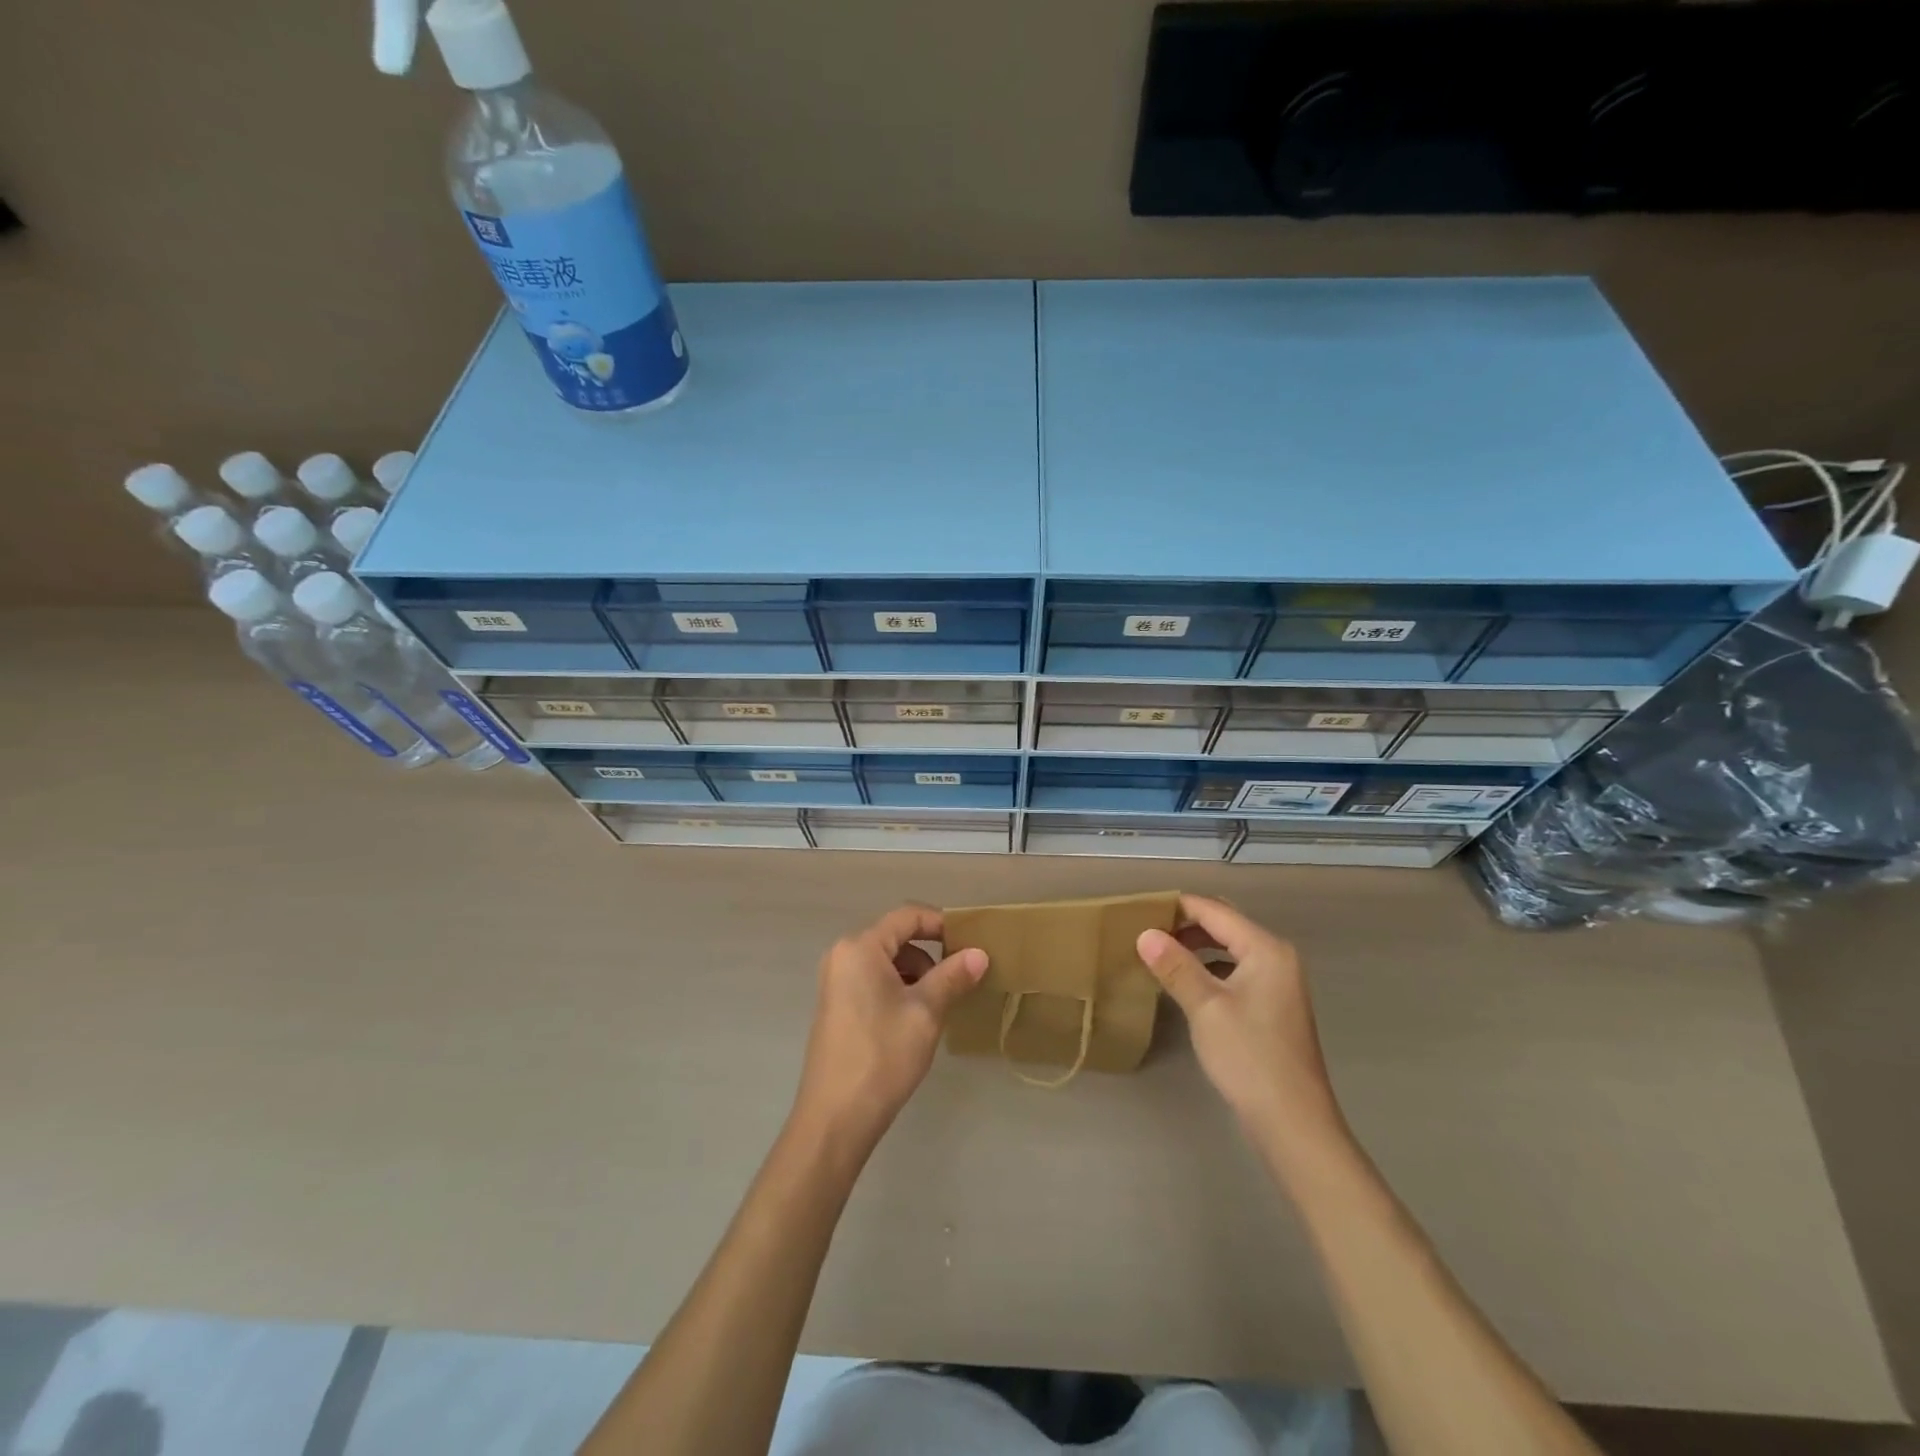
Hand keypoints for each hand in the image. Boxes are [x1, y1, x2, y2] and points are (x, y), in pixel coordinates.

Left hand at [790, 905, 987, 1154]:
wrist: (835, 1118)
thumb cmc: (882, 1055)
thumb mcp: (926, 1012)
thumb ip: (953, 976)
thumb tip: (980, 954)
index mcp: (860, 947)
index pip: (907, 916)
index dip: (941, 923)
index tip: (971, 942)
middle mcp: (842, 955)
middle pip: (896, 937)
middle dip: (931, 953)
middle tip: (961, 976)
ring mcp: (835, 982)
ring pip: (886, 961)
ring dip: (916, 974)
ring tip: (940, 1004)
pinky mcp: (836, 1006)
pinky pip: (873, 981)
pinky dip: (898, 988)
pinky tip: (915, 1019)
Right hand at [1138, 894, 1347, 1162]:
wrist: (1293, 1123)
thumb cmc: (1250, 1057)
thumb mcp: (1205, 1007)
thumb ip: (1175, 966)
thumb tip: (1145, 934)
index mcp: (1266, 949)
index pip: (1215, 911)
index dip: (1178, 907)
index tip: (1140, 910)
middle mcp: (1277, 958)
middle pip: (1225, 926)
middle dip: (1186, 925)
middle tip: (1146, 932)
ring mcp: (1278, 984)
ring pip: (1229, 949)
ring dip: (1196, 948)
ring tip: (1158, 956)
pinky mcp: (1272, 1007)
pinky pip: (1235, 971)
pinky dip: (1209, 969)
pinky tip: (1184, 984)